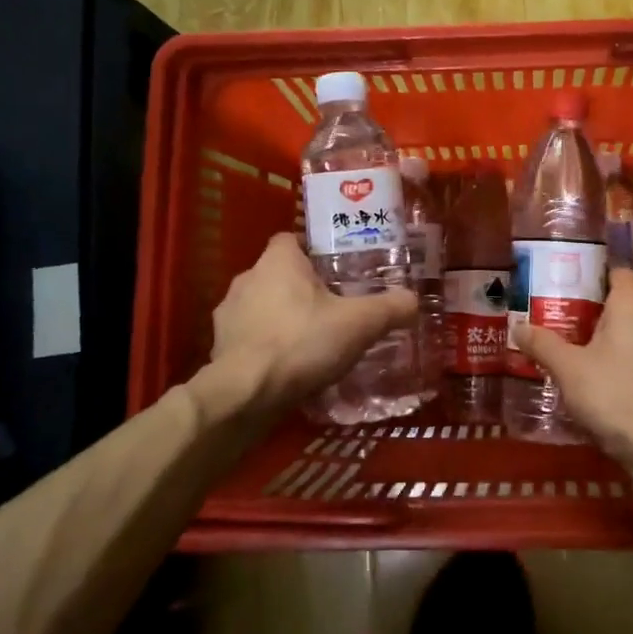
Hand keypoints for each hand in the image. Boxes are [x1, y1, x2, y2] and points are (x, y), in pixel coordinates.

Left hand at [200, 233, 417, 422]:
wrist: (245, 394)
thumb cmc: (302, 343)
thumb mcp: (360, 324)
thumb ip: (390, 308)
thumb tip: (413, 300)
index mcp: (278, 261)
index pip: (292, 239)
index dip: (314, 250)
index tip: (336, 268)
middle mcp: (247, 278)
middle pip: (279, 273)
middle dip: (303, 287)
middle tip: (334, 306)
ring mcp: (228, 313)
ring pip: (263, 305)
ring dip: (283, 317)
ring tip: (312, 339)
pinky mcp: (219, 346)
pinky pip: (250, 336)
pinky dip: (267, 345)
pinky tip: (289, 366)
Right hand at [511, 269, 632, 462]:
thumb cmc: (611, 392)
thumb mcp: (567, 368)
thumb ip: (542, 344)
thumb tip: (517, 327)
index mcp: (632, 304)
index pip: (622, 273)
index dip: (601, 276)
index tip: (577, 288)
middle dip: (615, 301)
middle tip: (584, 315)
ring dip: (629, 326)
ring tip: (596, 342)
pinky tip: (616, 369)